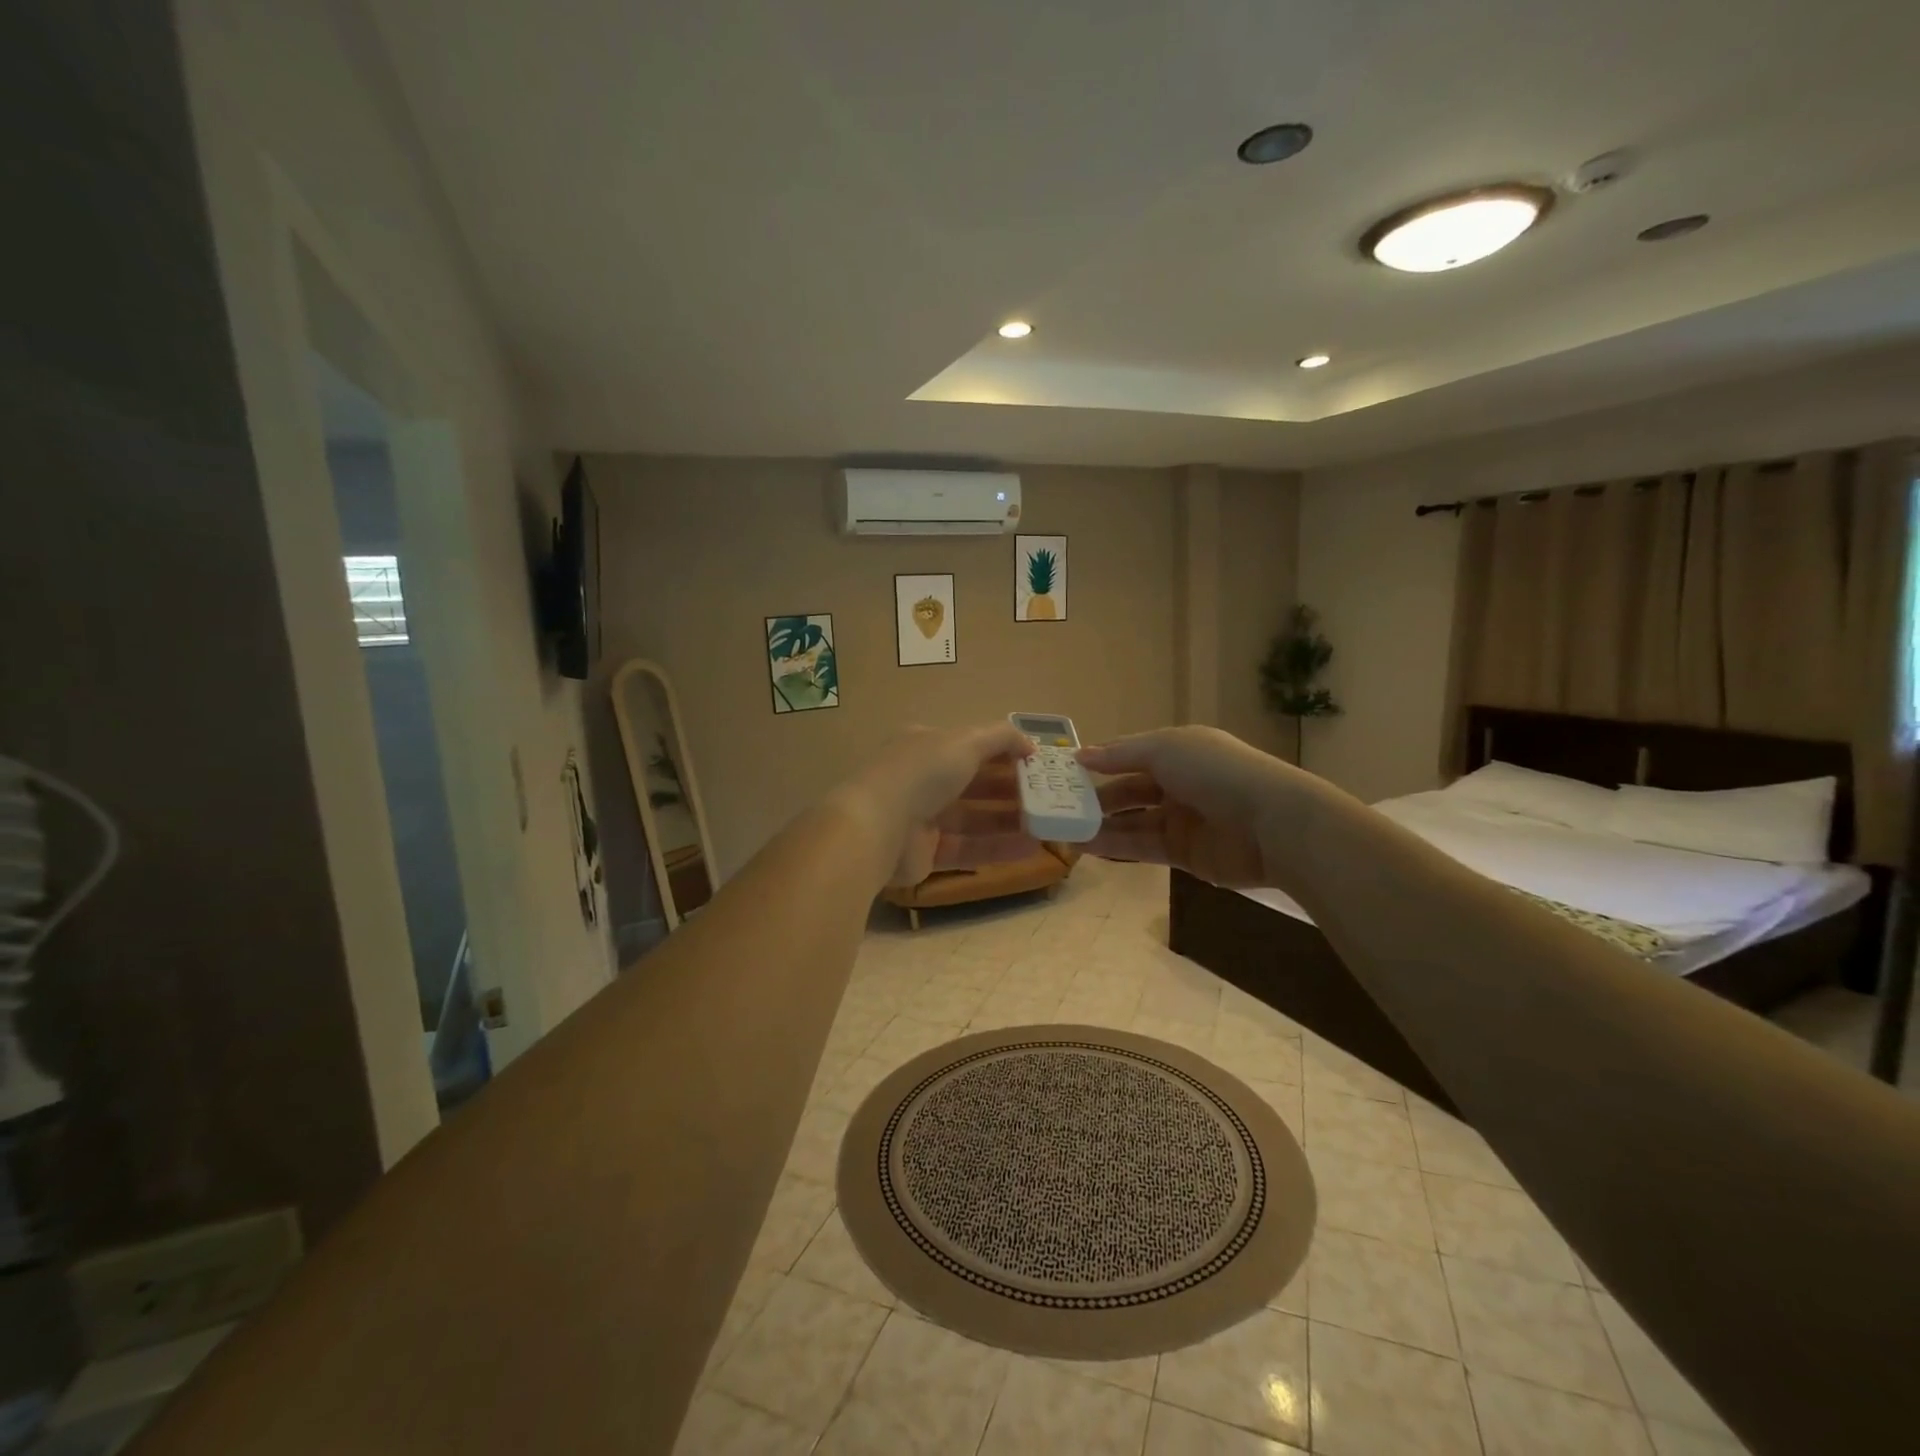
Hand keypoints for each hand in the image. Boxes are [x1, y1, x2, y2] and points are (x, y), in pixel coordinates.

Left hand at [836, 723, 1040, 888]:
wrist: (877, 827)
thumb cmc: (922, 773)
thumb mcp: (965, 741)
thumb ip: (1001, 737)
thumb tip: (1031, 744)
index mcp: (926, 746)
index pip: (971, 746)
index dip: (1005, 753)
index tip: (1038, 764)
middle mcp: (923, 779)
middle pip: (975, 784)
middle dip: (1011, 789)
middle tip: (1050, 797)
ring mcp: (923, 818)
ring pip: (974, 818)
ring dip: (1011, 820)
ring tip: (1049, 826)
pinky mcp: (926, 853)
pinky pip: (969, 848)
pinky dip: (999, 848)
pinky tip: (1032, 849)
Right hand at [1080, 726, 1301, 887]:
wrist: (1272, 825)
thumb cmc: (1216, 773)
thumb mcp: (1165, 749)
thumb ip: (1121, 755)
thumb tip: (1081, 755)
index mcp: (1177, 750)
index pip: (1130, 754)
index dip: (1099, 761)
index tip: (1064, 772)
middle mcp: (1178, 782)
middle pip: (1129, 789)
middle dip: (1095, 797)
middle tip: (1059, 806)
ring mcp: (1181, 819)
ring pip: (1132, 820)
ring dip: (1099, 824)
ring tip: (1063, 830)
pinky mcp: (1183, 853)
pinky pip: (1142, 846)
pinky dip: (1115, 845)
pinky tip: (1086, 846)